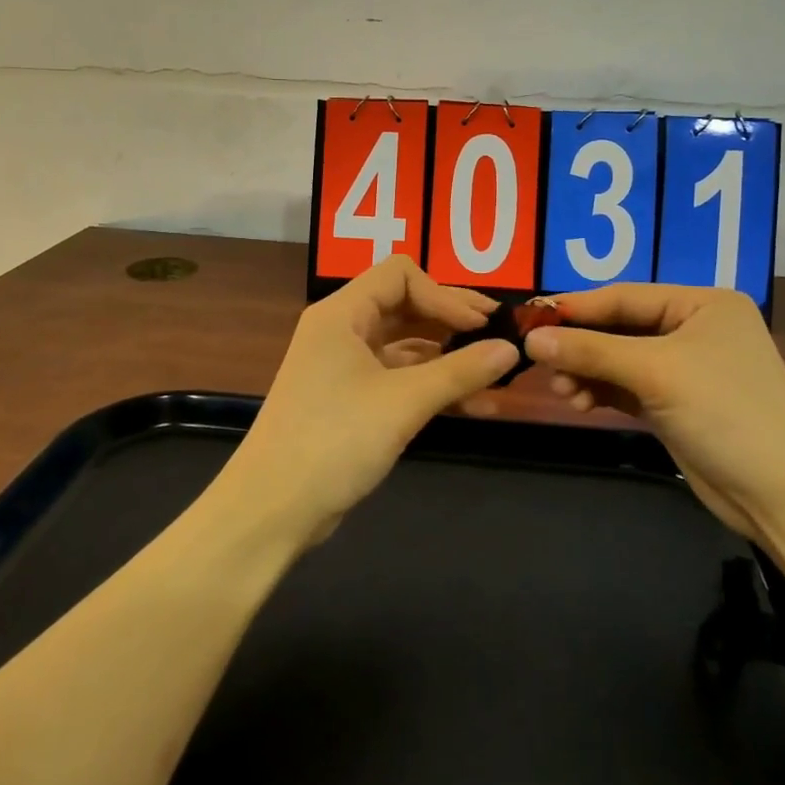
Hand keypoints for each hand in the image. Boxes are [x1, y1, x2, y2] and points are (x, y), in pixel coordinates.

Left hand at [221, 257, 518, 541]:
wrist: (273, 509)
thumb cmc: (335, 440)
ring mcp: (345, 367)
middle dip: (453, 321)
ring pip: (407, 346)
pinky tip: (474, 405)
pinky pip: (400, 379)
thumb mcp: (404, 402)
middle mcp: (342, 330)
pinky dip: (433, 386)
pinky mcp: (351, 401)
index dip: (445, 294)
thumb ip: (460, 371)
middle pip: (406, 306)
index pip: (401, 275)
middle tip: (500, 337)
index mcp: (342, 313)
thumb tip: (511, 349)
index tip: (481, 325)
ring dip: (449, 358)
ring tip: (497, 377)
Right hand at [520, 285, 784, 527]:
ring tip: (563, 392)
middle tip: (541, 364)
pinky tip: (578, 402)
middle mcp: (694, 328)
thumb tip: (531, 339)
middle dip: (581, 347)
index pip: (625, 296)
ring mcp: (685, 368)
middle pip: (620, 327)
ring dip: (587, 372)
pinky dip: (601, 391)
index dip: (576, 308)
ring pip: (619, 359)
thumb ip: (591, 351)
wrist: (783, 496)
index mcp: (702, 304)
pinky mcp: (676, 404)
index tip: (529, 320)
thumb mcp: (655, 373)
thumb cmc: (726, 414)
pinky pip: (626, 386)